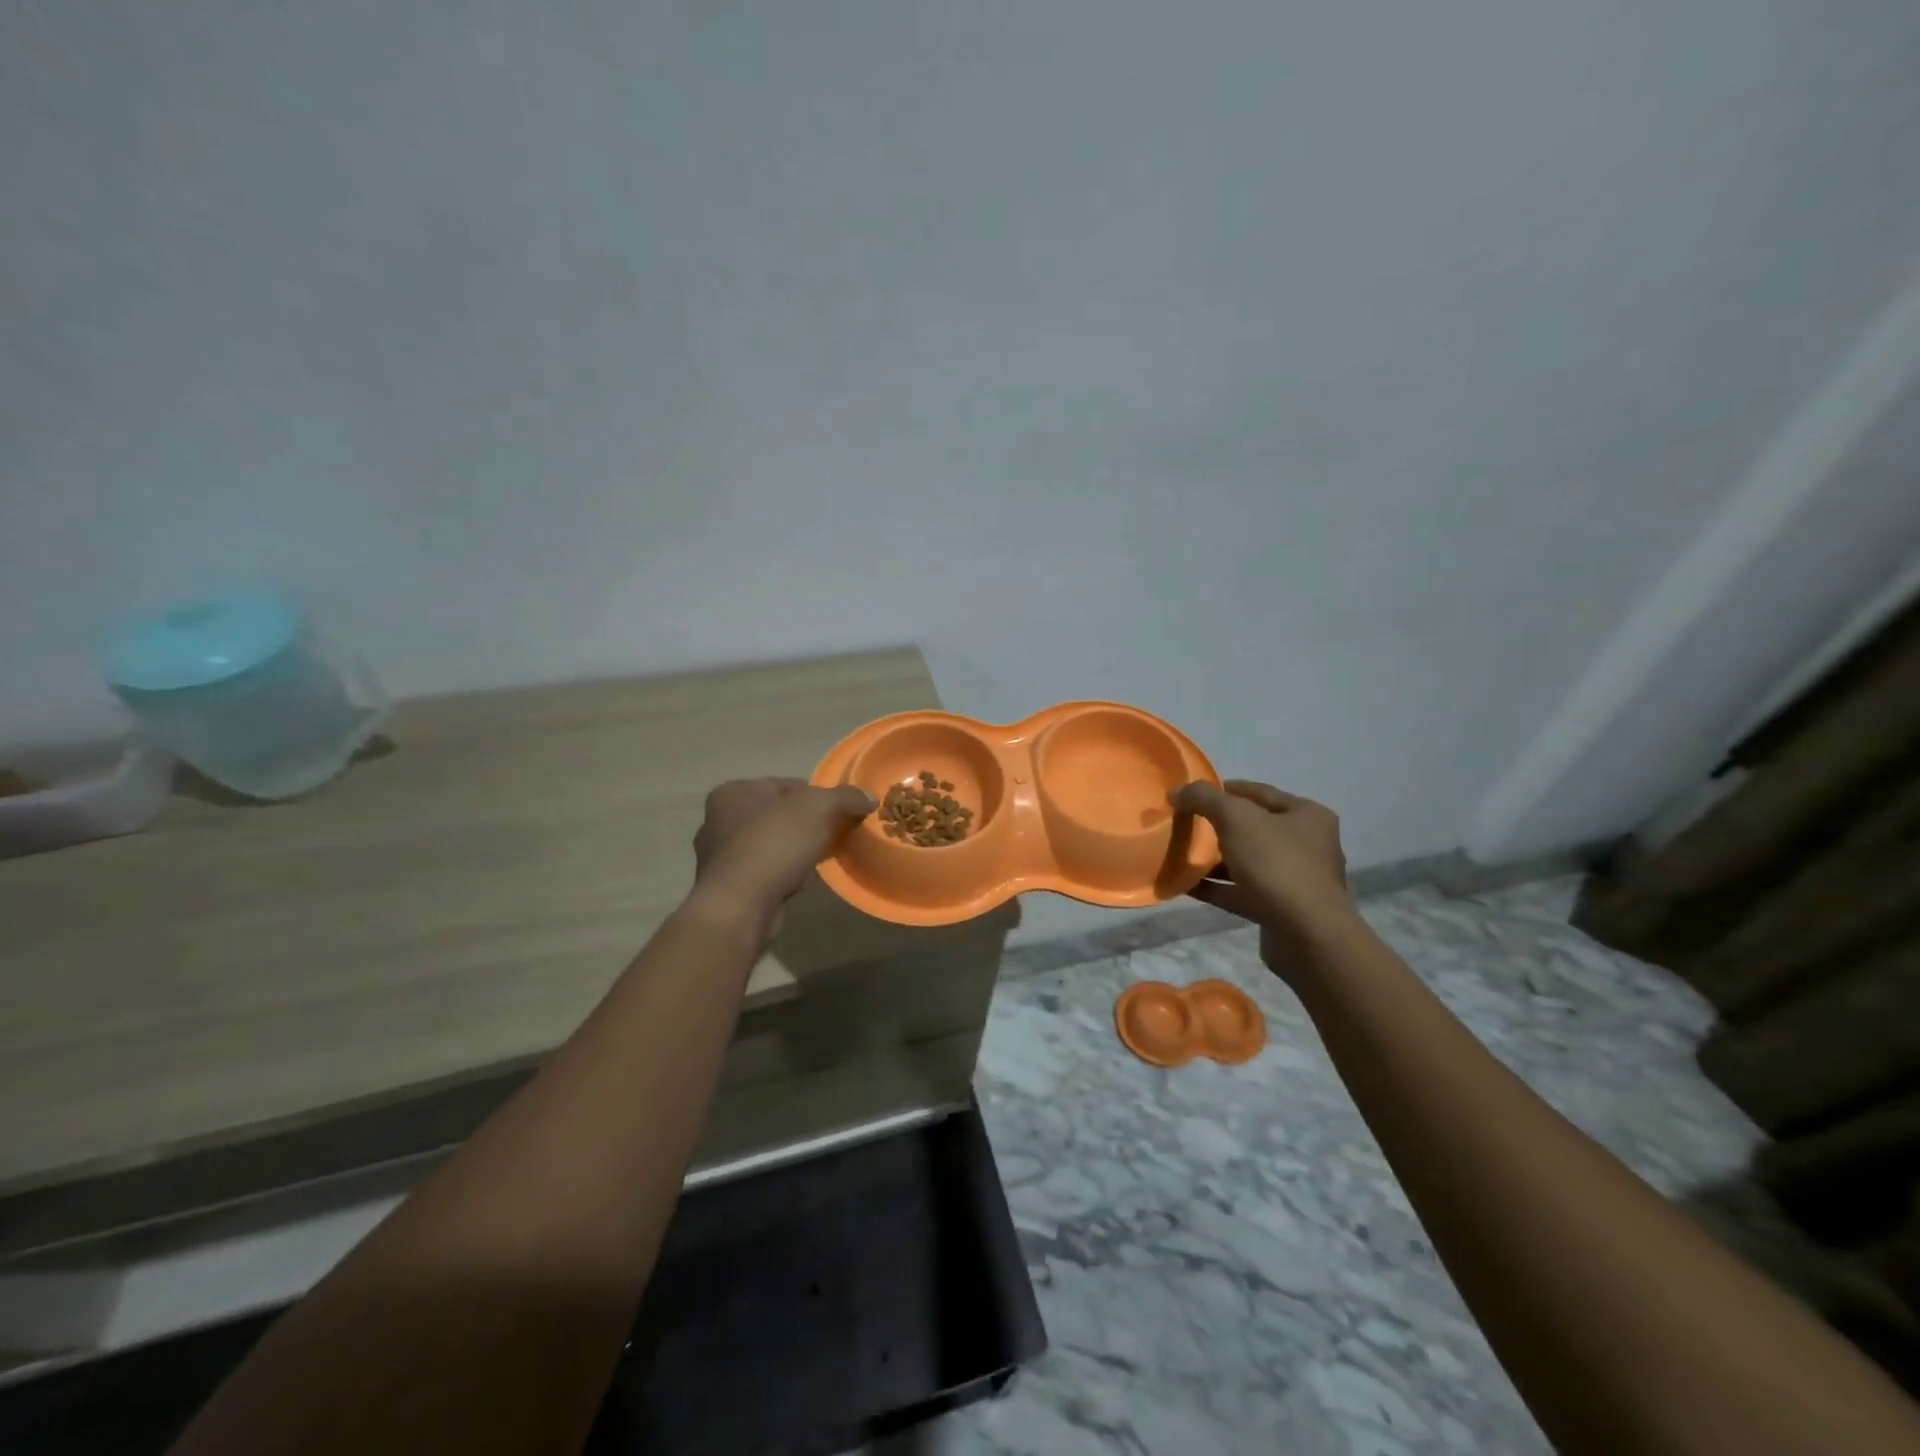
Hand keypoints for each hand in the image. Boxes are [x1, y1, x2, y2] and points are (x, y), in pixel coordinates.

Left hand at [690, 777, 875, 923]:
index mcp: (733, 792)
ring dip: (794, 849)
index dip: (816, 795)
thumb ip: (845, 797)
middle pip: (778, 814)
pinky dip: (783, 872)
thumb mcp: (819, 808)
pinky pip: (765, 871)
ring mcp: (720, 856)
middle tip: (835, 834)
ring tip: (821, 858)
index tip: (839, 811)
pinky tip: (800, 880)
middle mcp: (718, 820)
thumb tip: (869, 796)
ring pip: (771, 844)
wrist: (740, 906)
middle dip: (806, 823)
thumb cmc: (774, 844)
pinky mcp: (728, 887)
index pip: (784, 784)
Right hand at [1171, 779, 1353, 972]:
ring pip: (1245, 861)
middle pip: (1252, 827)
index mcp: (1306, 815)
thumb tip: (1177, 791)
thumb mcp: (1236, 818)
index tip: (1191, 794)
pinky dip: (1214, 887)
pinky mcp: (1278, 909)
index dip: (1223, 789)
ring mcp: (1294, 880)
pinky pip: (1239, 891)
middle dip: (1217, 825)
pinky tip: (1185, 884)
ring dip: (1214, 859)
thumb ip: (1204, 798)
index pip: (1258, 792)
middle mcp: (1306, 845)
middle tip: (1183, 823)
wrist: (1306, 936)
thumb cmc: (1276, 864)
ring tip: (1179, 853)